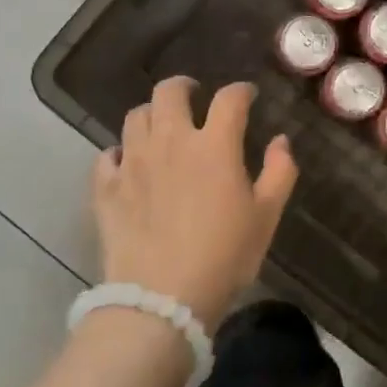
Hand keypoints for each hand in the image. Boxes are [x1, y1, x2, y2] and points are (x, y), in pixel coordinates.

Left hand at [92, 77, 297, 325]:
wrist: (162, 299)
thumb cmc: (224, 256)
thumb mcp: (266, 216)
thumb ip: (279, 172)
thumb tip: (280, 141)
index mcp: (214, 145)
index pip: (229, 99)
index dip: (241, 91)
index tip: (248, 96)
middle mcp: (170, 141)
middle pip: (169, 92)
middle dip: (185, 87)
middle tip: (194, 97)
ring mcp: (133, 162)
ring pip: (135, 116)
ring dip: (152, 115)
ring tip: (162, 128)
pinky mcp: (106, 188)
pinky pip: (107, 155)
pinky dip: (120, 152)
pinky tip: (129, 164)